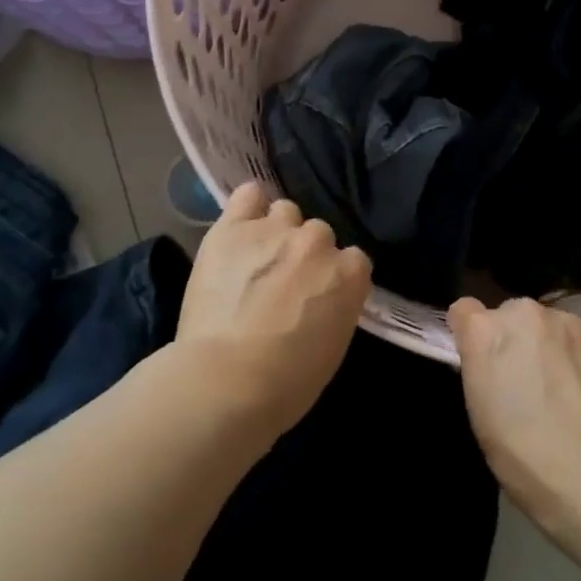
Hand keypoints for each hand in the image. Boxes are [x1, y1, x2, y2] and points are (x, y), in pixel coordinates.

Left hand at [177, 183, 371, 435]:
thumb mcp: (333, 347)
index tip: (319, 297)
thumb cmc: (286, 384)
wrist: (226, 382)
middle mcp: (318, 242)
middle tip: (284, 283)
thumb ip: (336, 308)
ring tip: (257, 258)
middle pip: (319, 234)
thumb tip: (324, 298)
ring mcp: (275, 230)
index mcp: (350, 275)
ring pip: (285, 211)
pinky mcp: (233, 228)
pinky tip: (241, 225)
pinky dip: (248, 207)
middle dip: (305, 255)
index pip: (354, 260)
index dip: (334, 278)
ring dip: (277, 231)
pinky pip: (248, 195)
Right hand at [448, 297, 580, 532]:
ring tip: (564, 385)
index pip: (464, 311)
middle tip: (526, 377)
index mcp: (485, 330)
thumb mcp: (478, 407)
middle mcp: (526, 313)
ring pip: (552, 323)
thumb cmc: (519, 451)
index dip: (471, 334)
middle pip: (512, 314)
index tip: (481, 359)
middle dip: (516, 337)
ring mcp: (569, 322)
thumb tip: (492, 354)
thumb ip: (480, 363)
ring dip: (551, 343)